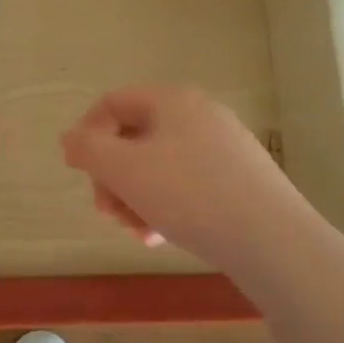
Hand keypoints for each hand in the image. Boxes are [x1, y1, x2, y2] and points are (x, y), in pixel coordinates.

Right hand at [61, 84, 316, 278]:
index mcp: (172, 101)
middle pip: (134, 137)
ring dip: (136, 197)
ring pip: (159, 166)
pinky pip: (187, 184)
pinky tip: (162, 236)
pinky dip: (165, 206)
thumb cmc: (190, 195)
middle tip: (108, 212)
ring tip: (137, 231)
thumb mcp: (125, 170)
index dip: (87, 134)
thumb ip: (87, 149)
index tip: (78, 172)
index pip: (113, 103)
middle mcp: (200, 115)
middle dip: (113, 176)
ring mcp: (224, 147)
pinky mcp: (240, 178)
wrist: (273, 241)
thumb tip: (70, 138)